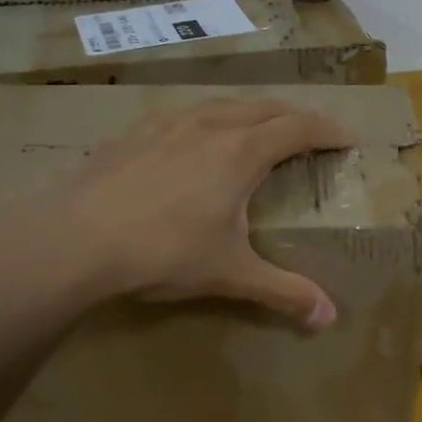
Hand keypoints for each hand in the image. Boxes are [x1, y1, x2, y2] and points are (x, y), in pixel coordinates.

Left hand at [0, 97, 353, 326]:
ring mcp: (168, 124)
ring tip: (258, 129)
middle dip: (294, 115)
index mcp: (242, 152)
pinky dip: (207, 118)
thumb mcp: (231, 274)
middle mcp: (210, 126)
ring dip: (251, 111)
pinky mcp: (134, 132)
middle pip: (264, 106)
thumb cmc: (163, 252)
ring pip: (222, 103)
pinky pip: (184, 113)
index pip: (298, 128)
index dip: (327, 129)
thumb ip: (283, 292)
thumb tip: (329, 318)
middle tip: (310, 131)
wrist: (75, 238)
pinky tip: (194, 137)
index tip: (347, 137)